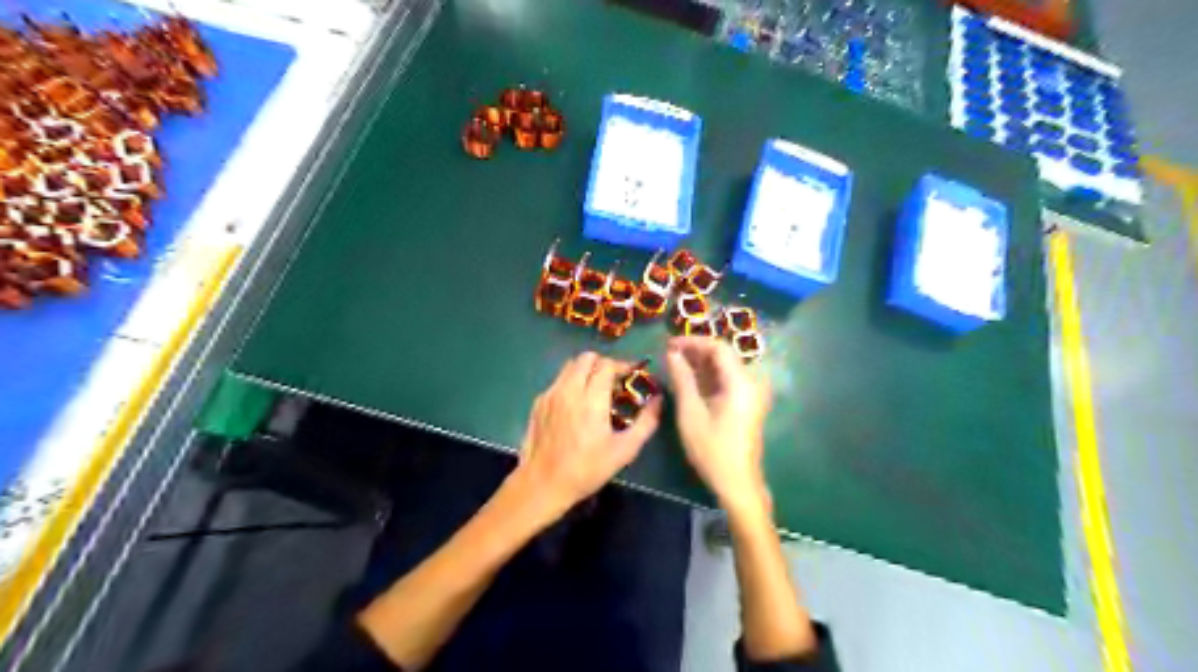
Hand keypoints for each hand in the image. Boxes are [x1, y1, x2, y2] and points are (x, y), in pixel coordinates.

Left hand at [514, 352, 663, 524]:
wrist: (542, 484)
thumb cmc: (587, 469)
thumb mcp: (624, 451)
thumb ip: (646, 423)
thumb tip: (658, 400)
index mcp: (591, 399)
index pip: (607, 365)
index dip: (622, 366)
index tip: (631, 376)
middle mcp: (569, 389)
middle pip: (586, 358)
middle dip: (603, 364)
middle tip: (614, 381)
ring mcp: (550, 394)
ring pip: (570, 366)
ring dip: (586, 371)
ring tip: (595, 391)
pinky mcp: (538, 402)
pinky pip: (558, 381)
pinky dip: (571, 383)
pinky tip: (576, 406)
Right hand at [671, 338, 771, 510]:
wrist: (737, 483)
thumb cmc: (711, 449)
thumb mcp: (690, 412)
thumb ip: (682, 378)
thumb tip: (672, 353)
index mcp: (741, 382)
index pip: (718, 347)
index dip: (693, 341)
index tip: (669, 344)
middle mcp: (751, 382)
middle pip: (724, 355)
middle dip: (696, 350)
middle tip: (670, 353)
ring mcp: (752, 393)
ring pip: (726, 367)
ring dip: (702, 363)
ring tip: (676, 363)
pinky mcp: (748, 403)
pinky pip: (728, 380)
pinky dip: (709, 376)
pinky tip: (690, 379)